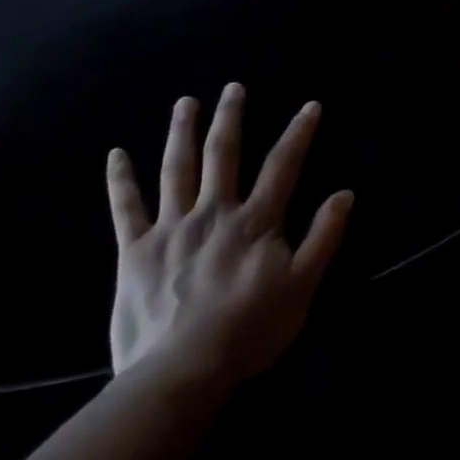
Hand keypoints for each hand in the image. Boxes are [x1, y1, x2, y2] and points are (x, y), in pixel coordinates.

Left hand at [107, 83, 352, 392]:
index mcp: (255, 222)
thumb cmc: (250, 330)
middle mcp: (213, 213)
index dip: (299, 133)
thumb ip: (324, 237)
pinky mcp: (133, 252)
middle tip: (233, 87)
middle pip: (224, 155)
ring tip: (185, 103)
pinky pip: (125, 209)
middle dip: (230, 118)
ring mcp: (170, 229)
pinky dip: (120, 180)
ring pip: (177, 170)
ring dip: (181, 133)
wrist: (182, 371)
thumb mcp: (303, 286)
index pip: (283, 166)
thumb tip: (344, 194)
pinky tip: (115, 154)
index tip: (310, 105)